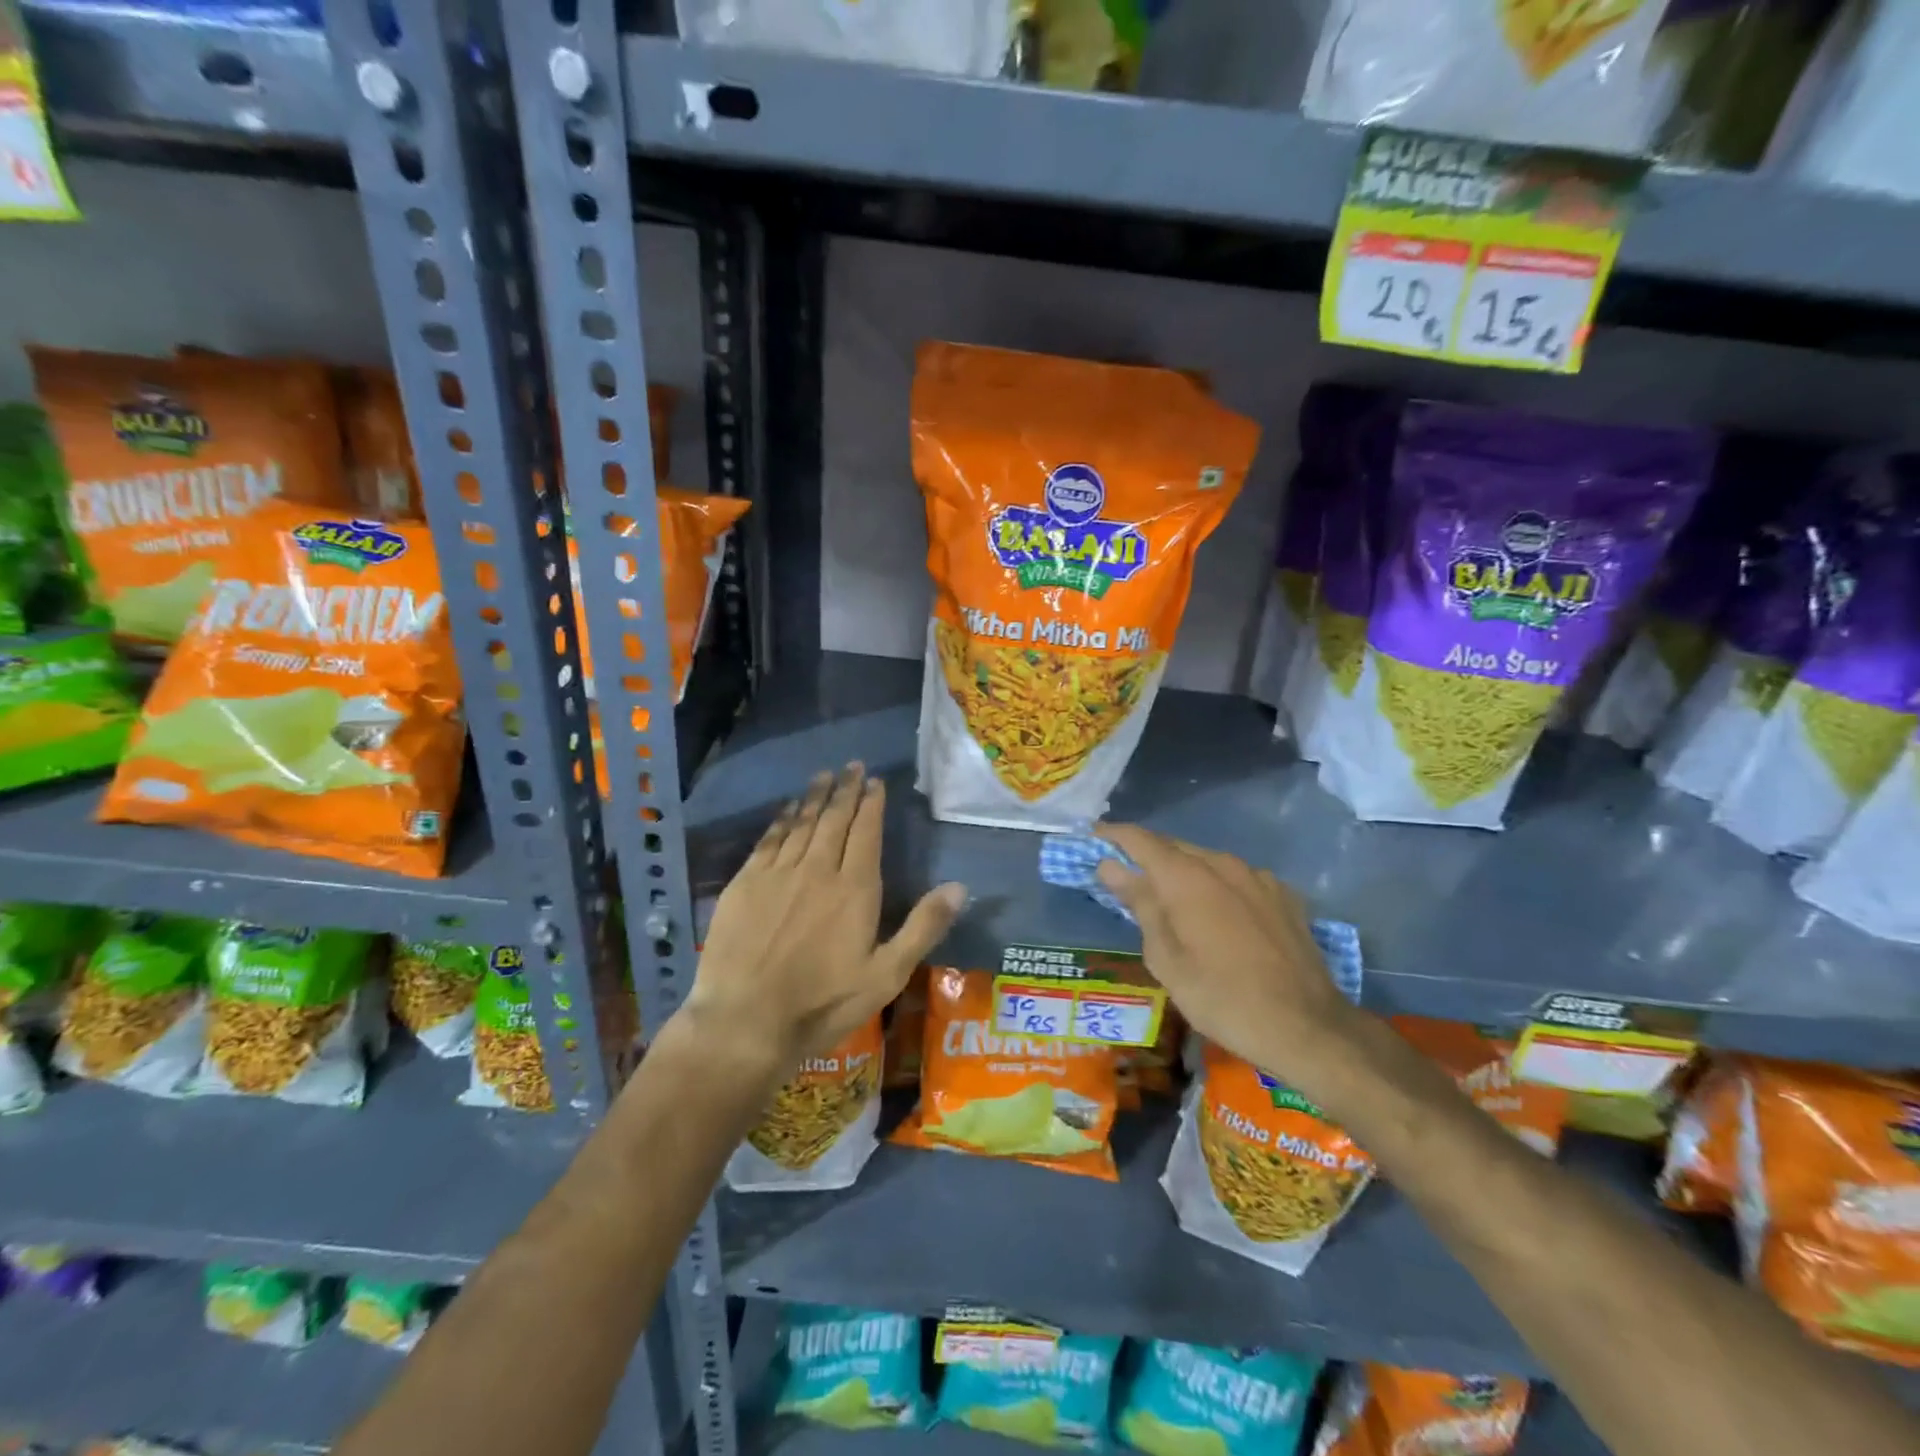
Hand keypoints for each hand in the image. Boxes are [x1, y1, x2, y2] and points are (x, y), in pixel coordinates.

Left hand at [687, 763, 965, 1075]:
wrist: (746, 1021)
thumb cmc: (823, 1002)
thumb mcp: (886, 975)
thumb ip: (923, 927)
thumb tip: (960, 887)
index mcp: (855, 888)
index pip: (866, 832)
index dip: (872, 804)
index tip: (875, 781)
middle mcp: (817, 869)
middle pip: (834, 819)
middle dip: (846, 790)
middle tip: (852, 766)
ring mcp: (777, 874)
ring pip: (802, 823)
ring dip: (815, 797)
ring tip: (824, 776)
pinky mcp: (745, 884)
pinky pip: (769, 840)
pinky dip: (782, 819)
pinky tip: (788, 809)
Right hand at [1094, 824, 1360, 1090]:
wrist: (1307, 1027)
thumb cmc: (1222, 998)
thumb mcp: (1166, 959)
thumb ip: (1140, 905)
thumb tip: (1111, 867)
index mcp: (1187, 877)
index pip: (1140, 840)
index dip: (1113, 836)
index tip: (1091, 840)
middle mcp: (1222, 864)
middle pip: (1173, 847)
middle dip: (1145, 856)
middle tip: (1123, 876)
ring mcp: (1258, 877)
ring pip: (1207, 861)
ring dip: (1181, 872)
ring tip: (1168, 898)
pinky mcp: (1283, 895)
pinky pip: (1237, 879)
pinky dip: (1215, 886)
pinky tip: (1216, 915)